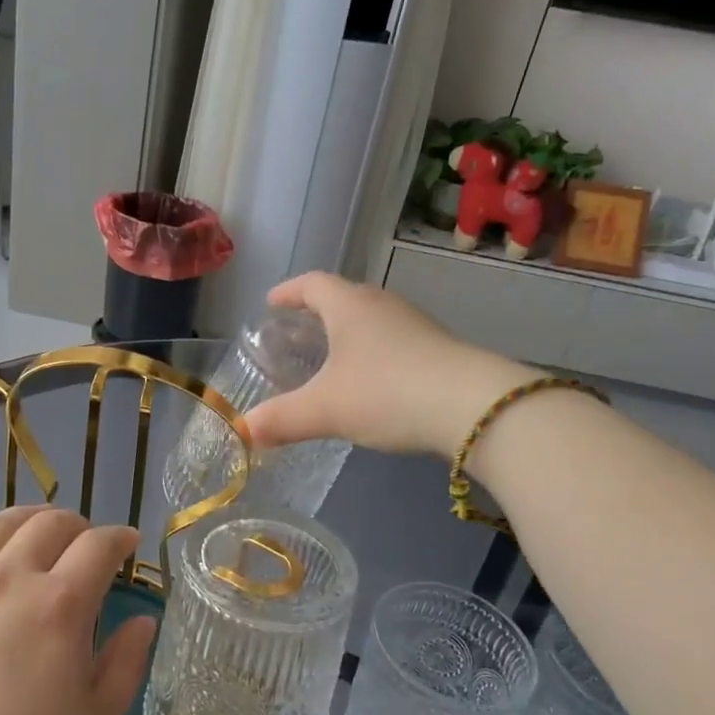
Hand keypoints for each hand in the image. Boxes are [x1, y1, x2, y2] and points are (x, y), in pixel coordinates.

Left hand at [0, 506, 154, 714]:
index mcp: (59, 607)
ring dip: (31, 520)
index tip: (128, 545)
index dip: (121, 538)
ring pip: (1, 523)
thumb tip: (144, 620)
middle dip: (80, 526)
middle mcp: (9, 578)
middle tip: (85, 546)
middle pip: (52, 523)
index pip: (100, 545)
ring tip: (39, 535)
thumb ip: (126, 664)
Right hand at [244, 273, 535, 459]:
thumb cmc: (387, 392)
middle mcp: (382, 305)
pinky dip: (372, 353)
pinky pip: (393, 342)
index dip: (288, 292)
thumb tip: (242, 431)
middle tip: (296, 334)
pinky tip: (370, 383)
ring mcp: (414, 325)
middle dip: (316, 313)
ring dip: (347, 334)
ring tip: (330, 359)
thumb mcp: (325, 409)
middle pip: (343, 298)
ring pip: (370, 320)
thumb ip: (281, 419)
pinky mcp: (436, 348)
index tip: (271, 302)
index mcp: (349, 305)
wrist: (472, 407)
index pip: (312, 284)